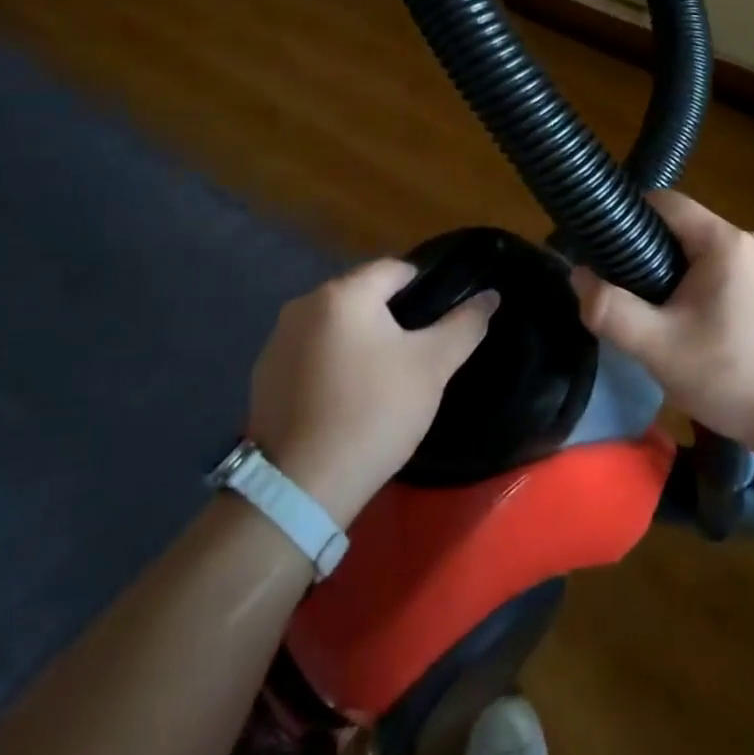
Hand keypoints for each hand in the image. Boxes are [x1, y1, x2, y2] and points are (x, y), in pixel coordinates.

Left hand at [247, 259, 497, 526]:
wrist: (302, 485)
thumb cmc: (374, 412)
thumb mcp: (431, 367)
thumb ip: (464, 325)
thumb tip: (491, 295)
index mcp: (343, 293)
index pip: (394, 269)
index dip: (422, 289)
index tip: (438, 321)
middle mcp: (304, 304)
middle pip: (361, 296)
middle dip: (389, 317)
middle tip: (415, 356)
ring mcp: (277, 340)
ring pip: (334, 326)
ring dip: (358, 340)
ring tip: (381, 380)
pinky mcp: (263, 375)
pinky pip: (309, 354)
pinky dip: (330, 364)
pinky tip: (344, 399)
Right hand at [569, 191, 753, 461]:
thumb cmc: (734, 375)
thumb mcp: (659, 347)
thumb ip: (610, 309)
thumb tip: (578, 277)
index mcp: (723, 241)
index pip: (663, 201)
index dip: (625, 215)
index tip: (597, 246)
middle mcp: (745, 243)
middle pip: (679, 228)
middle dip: (642, 251)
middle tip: (615, 288)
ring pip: (696, 254)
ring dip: (665, 274)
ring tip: (643, 311)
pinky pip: (716, 274)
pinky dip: (691, 289)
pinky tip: (681, 326)